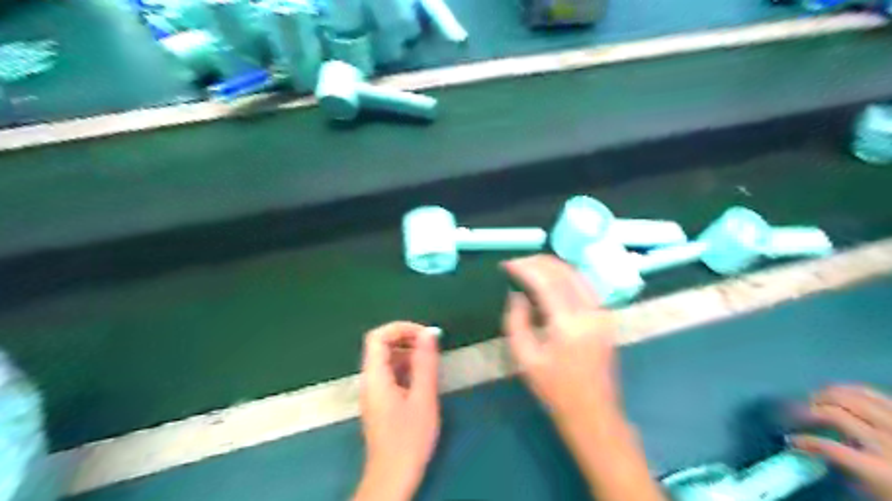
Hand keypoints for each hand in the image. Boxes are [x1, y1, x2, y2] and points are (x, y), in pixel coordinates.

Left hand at [355, 321, 440, 500]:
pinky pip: (389, 373)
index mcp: (375, 377)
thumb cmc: (409, 438)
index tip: (425, 335)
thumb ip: (425, 363)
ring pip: (386, 359)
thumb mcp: (423, 398)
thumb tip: (429, 333)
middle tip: (430, 346)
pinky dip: (405, 367)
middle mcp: (369, 380)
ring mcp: (373, 391)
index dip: (401, 329)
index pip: (378, 337)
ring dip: (407, 353)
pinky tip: (422, 378)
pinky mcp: (379, 401)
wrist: (393, 476)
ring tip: (430, 361)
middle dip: (406, 339)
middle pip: (381, 346)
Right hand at [500, 256, 669, 500]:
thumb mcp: (525, 358)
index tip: (507, 264)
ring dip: (553, 266)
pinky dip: (566, 276)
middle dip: (538, 262)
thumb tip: (517, 294)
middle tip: (517, 263)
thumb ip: (516, 321)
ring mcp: (602, 313)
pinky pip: (584, 285)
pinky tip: (551, 279)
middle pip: (564, 272)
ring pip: (577, 275)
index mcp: (569, 325)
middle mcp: (590, 312)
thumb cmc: (555, 389)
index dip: (525, 268)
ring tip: (530, 266)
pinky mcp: (606, 317)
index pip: (547, 282)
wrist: (592, 412)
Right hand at [799, 385, 891, 498]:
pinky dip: (848, 389)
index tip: (790, 440)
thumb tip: (812, 448)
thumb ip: (843, 466)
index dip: (804, 441)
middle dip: (810, 410)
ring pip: (850, 397)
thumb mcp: (871, 487)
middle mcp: (885, 440)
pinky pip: (869, 392)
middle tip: (796, 413)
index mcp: (878, 467)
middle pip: (835, 414)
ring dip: (825, 396)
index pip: (828, 447)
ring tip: (813, 400)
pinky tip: (836, 392)